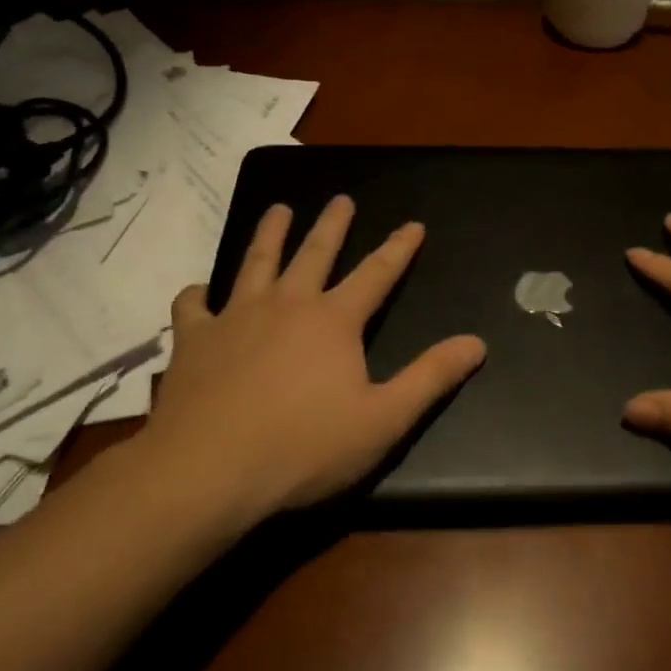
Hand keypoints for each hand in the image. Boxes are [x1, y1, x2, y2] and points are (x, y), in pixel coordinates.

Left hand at [136, 196, 486, 521]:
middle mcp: (286, 304)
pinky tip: (201, 292)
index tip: (413, 224)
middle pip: (314, 252)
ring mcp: (235, 317)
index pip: (377, 274)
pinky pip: (194, 305)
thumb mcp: (384, 419)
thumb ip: (431, 377)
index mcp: (334, 321)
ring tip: (278, 210)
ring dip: (270, 233)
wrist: (208, 471)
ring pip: (256, 261)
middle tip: (341, 199)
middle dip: (333, 224)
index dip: (399, 248)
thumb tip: (476, 342)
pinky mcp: (194, 340)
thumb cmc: (304, 448)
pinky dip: (199, 294)